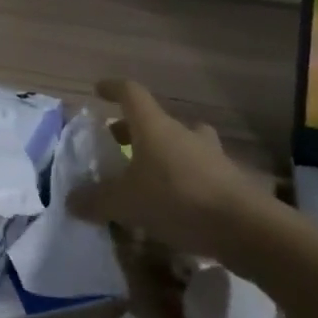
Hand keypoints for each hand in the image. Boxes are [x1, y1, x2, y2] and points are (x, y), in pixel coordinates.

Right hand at [68, 79, 273, 262]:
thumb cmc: (178, 199)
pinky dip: (182, 180)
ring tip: (147, 174)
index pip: (130, 92)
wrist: (247, 229)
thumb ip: (97, 201)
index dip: (112, 88)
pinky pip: (198, 172)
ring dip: (163, 153)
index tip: (98, 91)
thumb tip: (70, 201)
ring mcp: (209, 155)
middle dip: (133, 129)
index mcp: (153, 126)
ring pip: (181, 144)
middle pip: (154, 120)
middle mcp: (181, 133)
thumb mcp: (126, 203)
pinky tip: (174, 206)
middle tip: (117, 143)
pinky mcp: (228, 181)